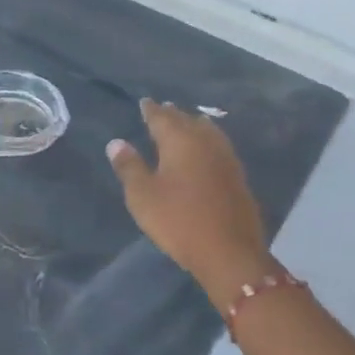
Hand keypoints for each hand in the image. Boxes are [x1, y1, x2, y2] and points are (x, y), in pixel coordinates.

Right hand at [107, 99, 271, 299]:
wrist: (229, 252)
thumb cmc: (179, 221)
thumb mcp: (143, 196)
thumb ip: (129, 167)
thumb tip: (116, 142)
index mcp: (180, 141)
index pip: (162, 118)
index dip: (151, 110)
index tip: (144, 102)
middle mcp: (205, 142)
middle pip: (187, 121)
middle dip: (173, 114)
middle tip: (162, 108)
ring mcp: (226, 158)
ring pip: (207, 131)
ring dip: (194, 124)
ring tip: (186, 122)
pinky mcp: (237, 176)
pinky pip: (218, 146)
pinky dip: (208, 140)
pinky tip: (206, 149)